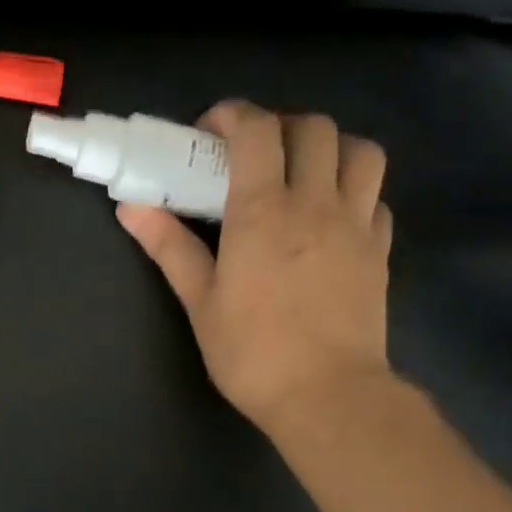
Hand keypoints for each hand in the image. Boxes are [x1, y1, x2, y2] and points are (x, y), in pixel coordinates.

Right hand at [117, 101, 393, 434]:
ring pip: (359, 151)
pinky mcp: (380, 249)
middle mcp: (316, 202)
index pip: (257, 129)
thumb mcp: (200, 302)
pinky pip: (375, 196)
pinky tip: (332, 216)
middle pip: (313, 127)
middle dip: (279, 126)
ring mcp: (356, 223)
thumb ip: (169, 247)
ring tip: (301, 173)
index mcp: (264, 211)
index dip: (232, 116)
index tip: (208, 134)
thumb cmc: (252, 352)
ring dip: (329, 148)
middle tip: (253, 155)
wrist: (327, 395)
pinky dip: (354, 190)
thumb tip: (131, 208)